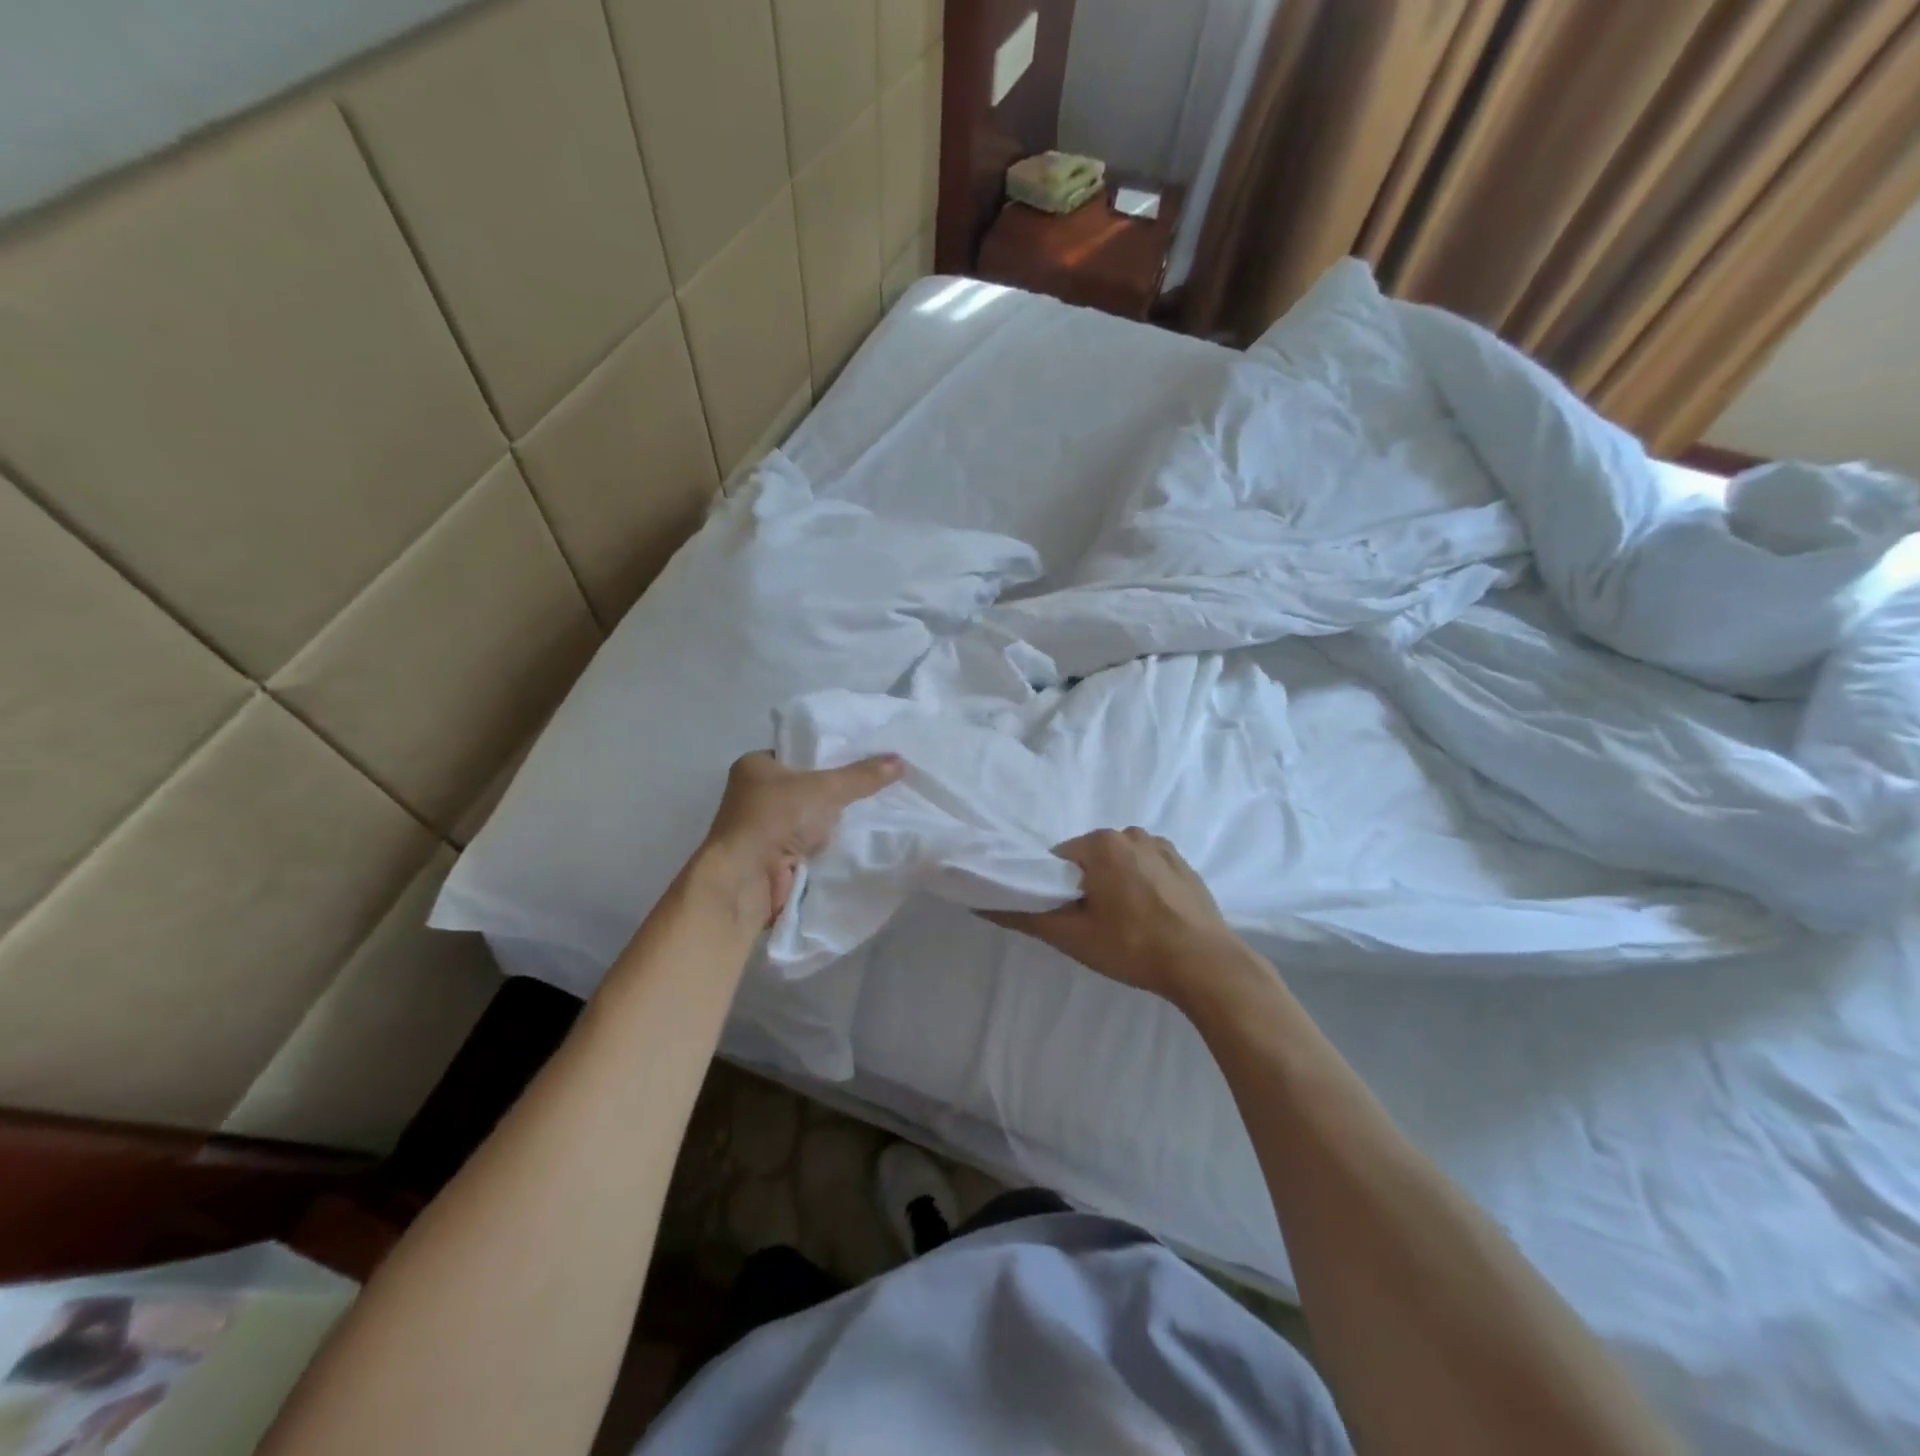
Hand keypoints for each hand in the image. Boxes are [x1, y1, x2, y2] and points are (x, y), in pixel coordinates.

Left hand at [697, 751, 902, 927]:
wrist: (745, 879)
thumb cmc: (775, 819)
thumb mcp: (826, 789)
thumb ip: (862, 776)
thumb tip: (900, 761)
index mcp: (755, 765)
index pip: (799, 751)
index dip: (830, 754)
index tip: (864, 757)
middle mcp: (753, 793)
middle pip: (806, 785)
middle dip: (835, 789)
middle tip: (874, 783)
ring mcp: (761, 827)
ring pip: (807, 816)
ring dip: (830, 820)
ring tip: (872, 809)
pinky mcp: (770, 856)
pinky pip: (806, 842)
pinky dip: (824, 843)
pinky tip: (853, 838)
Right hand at [986, 828, 1235, 999]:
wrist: (1206, 964)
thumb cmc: (1132, 946)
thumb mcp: (1072, 936)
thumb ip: (1025, 916)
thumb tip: (980, 903)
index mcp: (1101, 843)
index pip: (1058, 859)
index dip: (1056, 889)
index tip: (1068, 919)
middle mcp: (1130, 833)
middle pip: (1089, 858)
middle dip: (1086, 886)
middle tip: (1095, 927)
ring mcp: (1161, 845)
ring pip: (1118, 863)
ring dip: (1114, 885)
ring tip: (1126, 925)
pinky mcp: (1184, 863)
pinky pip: (1146, 867)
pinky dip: (1141, 885)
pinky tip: (1151, 917)